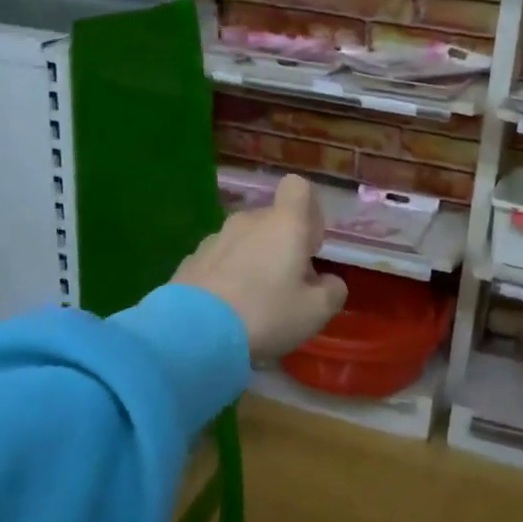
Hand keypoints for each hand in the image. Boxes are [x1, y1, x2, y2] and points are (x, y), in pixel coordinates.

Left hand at [175, 175, 347, 362]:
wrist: (191, 333)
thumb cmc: (265, 314)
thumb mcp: (315, 312)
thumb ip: (332, 291)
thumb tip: (328, 282)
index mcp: (284, 224)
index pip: (298, 187)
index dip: (309, 211)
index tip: (311, 245)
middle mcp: (248, 221)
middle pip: (272, 220)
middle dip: (283, 245)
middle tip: (288, 285)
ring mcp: (215, 239)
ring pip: (245, 241)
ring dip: (255, 261)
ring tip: (255, 302)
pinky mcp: (190, 260)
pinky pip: (220, 260)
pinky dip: (228, 276)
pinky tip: (227, 311)